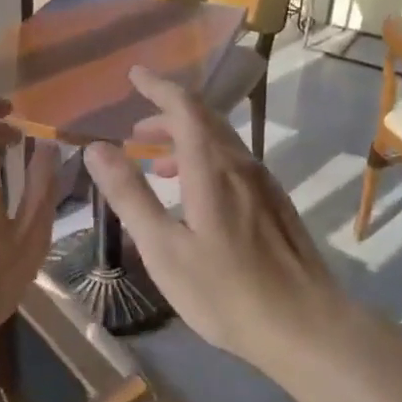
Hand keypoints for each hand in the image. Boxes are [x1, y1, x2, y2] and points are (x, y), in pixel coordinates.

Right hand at [84, 66, 359, 367]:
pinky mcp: (275, 205)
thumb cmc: (225, 291)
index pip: (184, 107)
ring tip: (155, 163)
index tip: (135, 75)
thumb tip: (97, 148)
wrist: (304, 326)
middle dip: (167, 115)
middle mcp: (241, 165)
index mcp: (212, 168)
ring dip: (185, 141)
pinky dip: (205, 161)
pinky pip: (234, 164)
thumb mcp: (164, 248)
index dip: (158, 87)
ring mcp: (263, 184)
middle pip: (205, 120)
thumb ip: (130, 195)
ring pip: (220, 143)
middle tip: (135, 129)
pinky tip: (193, 195)